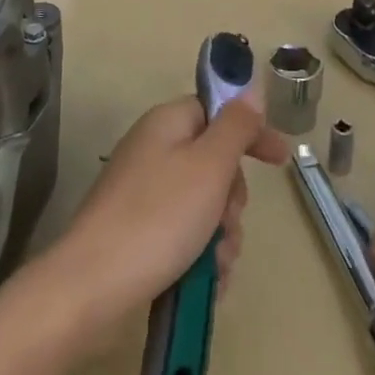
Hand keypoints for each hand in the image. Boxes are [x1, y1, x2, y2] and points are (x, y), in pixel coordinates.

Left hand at [51, 95, 289, 331]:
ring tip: (216, 264)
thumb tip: (250, 89)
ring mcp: (143, 192)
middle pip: (214, 162)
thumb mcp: (209, 166)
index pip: (218, 112)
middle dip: (233, 198)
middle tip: (228, 222)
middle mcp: (154, 150)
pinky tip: (207, 283)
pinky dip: (201, 255)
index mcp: (168, 123)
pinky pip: (185, 234)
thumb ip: (236, 126)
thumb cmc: (159, 217)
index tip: (282, 161)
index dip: (252, 133)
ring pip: (204, 204)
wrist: (92, 286)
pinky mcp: (138, 231)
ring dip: (221, 235)